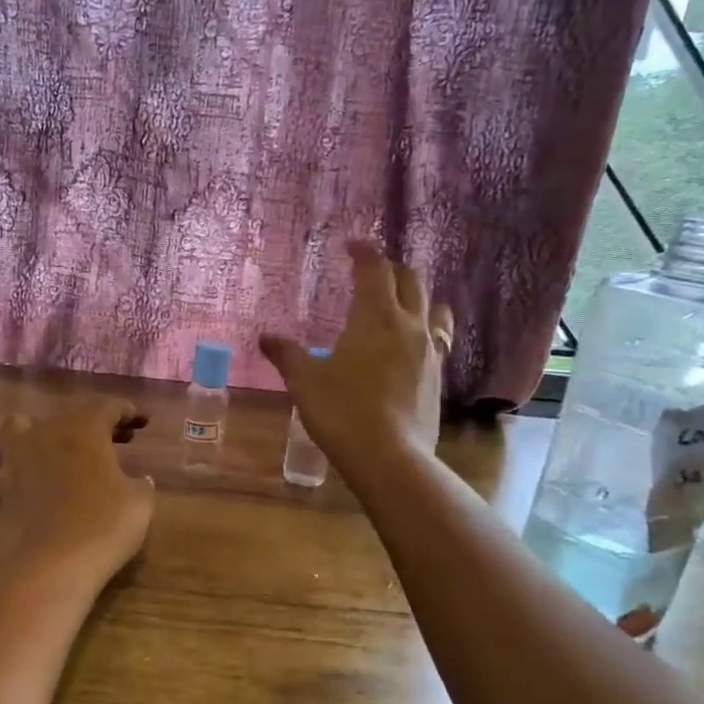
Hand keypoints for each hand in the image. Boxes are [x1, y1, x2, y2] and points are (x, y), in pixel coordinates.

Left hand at [0, 400, 155, 589]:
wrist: (54, 565)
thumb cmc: (105, 526)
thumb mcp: (140, 502)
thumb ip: (140, 485)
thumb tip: (139, 480)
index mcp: (85, 430)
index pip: (108, 407)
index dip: (126, 411)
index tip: (140, 421)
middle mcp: (45, 435)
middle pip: (67, 416)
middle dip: (90, 423)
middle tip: (111, 441)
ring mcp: (13, 462)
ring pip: (14, 428)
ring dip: (30, 431)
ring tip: (43, 444)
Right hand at [260, 241, 454, 472]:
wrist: (389, 457)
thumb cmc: (342, 411)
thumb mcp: (305, 381)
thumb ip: (287, 355)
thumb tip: (265, 337)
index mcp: (375, 316)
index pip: (375, 269)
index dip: (364, 252)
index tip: (352, 246)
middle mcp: (409, 325)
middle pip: (411, 280)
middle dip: (391, 269)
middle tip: (372, 273)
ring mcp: (429, 351)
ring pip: (433, 307)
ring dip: (417, 297)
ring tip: (400, 305)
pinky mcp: (437, 377)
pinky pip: (437, 339)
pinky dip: (424, 330)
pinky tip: (408, 347)